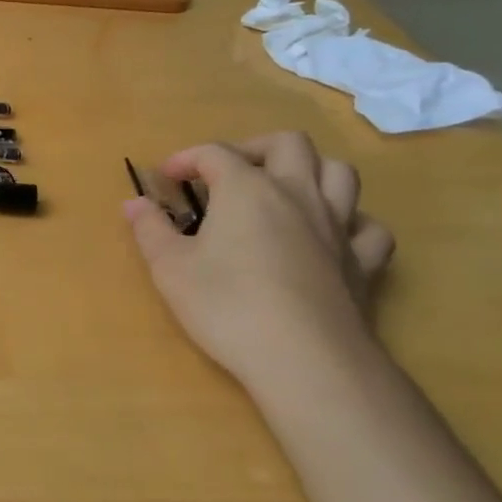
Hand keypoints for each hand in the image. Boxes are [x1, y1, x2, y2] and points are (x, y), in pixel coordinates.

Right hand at [125, 132, 394, 385]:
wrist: (303, 358)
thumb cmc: (226, 306)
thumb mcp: (170, 268)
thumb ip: (150, 229)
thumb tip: (134, 202)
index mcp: (247, 189)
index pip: (215, 153)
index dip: (186, 158)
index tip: (166, 178)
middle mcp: (297, 194)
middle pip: (288, 144)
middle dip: (254, 149)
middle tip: (229, 173)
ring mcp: (337, 226)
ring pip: (338, 173)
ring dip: (310, 170)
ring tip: (284, 190)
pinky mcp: (363, 263)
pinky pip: (368, 227)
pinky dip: (351, 221)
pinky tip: (332, 235)